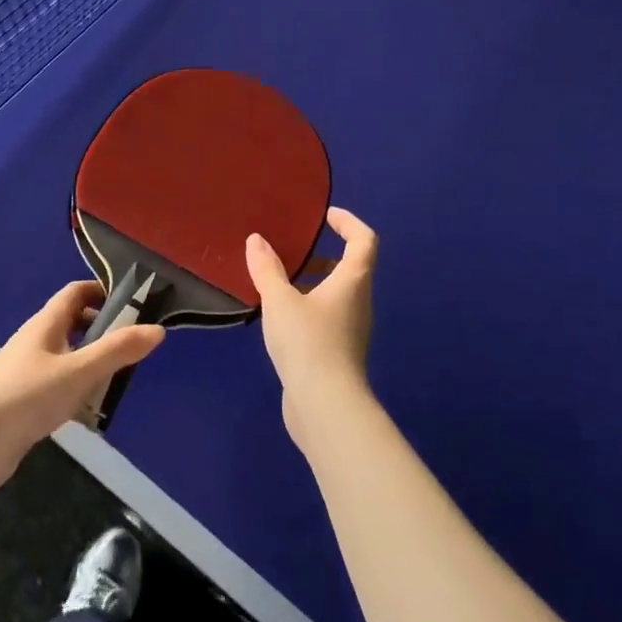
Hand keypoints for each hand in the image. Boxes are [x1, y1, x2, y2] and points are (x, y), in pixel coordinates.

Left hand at [0, 280, 163, 499]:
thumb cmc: (24, 396)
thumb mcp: (77, 371)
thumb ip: (117, 351)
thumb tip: (158, 330)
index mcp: (45, 325)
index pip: (75, 293)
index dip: (102, 291)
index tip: (133, 301)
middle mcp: (36, 343)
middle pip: (73, 325)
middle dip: (103, 330)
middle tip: (134, 345)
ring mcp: (28, 374)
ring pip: (67, 359)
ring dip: (92, 366)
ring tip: (121, 381)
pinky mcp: (24, 404)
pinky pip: (59, 389)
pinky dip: (78, 395)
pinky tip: (93, 415)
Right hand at [245, 207, 377, 452]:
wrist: (325, 405)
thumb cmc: (308, 342)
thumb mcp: (280, 301)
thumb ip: (267, 269)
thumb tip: (257, 240)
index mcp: (353, 281)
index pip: (364, 240)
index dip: (348, 223)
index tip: (326, 216)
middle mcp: (359, 302)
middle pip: (351, 268)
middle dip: (324, 256)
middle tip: (294, 252)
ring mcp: (352, 330)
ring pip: (337, 295)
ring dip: (313, 284)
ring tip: (279, 284)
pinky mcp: (339, 352)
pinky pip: (327, 317)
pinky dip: (308, 307)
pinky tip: (280, 318)